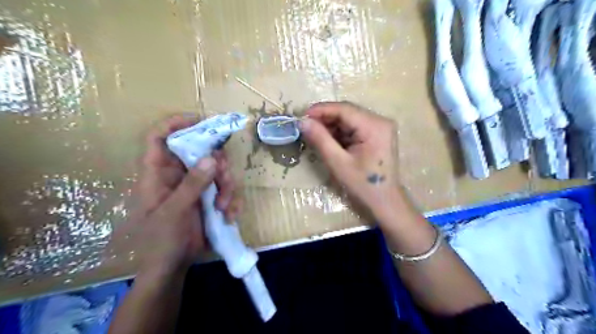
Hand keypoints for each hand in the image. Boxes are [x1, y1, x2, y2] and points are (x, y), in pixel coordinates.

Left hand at [122, 116, 241, 277]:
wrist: (172, 267)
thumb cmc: (161, 241)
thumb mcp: (174, 212)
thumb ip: (192, 185)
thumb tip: (211, 158)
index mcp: (157, 174)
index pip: (159, 138)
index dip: (175, 123)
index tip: (201, 121)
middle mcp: (177, 175)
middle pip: (199, 151)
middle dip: (217, 163)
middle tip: (224, 176)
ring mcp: (195, 186)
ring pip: (217, 170)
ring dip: (227, 187)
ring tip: (225, 207)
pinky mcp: (209, 197)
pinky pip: (225, 189)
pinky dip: (231, 200)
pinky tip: (229, 216)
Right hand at [298, 103, 399, 219]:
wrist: (384, 201)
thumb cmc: (363, 185)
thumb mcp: (338, 163)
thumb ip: (320, 140)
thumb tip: (303, 122)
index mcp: (374, 126)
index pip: (344, 109)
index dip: (321, 110)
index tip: (301, 116)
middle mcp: (380, 121)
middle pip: (347, 112)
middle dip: (325, 119)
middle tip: (305, 127)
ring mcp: (380, 127)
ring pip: (349, 119)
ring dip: (331, 126)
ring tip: (314, 135)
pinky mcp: (377, 134)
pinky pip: (354, 127)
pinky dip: (340, 133)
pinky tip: (329, 140)